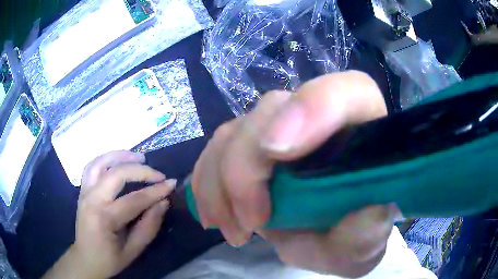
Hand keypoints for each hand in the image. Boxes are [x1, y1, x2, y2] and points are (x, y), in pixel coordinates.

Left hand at [43, 151, 175, 278]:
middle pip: (117, 174)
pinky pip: (92, 167)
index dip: (156, 191)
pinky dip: (105, 159)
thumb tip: (163, 203)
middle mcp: (92, 199)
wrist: (86, 259)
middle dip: (141, 171)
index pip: (134, 199)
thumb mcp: (133, 250)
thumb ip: (149, 227)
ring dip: (120, 156)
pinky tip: (117, 161)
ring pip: (101, 163)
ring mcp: (84, 192)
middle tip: (159, 175)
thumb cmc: (110, 259)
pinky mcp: (82, 190)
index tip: (172, 184)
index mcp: (104, 218)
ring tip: (139, 157)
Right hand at [192, 71, 399, 276]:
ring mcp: (282, 129)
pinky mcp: (252, 145)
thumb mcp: (365, 243)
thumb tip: (356, 209)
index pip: (346, 92)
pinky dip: (207, 183)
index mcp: (364, 130)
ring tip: (236, 231)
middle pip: (272, 109)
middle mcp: (321, 118)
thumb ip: (367, 230)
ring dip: (220, 184)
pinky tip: (216, 215)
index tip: (278, 152)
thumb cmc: (355, 236)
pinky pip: (216, 150)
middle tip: (252, 223)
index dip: (312, 107)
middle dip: (247, 168)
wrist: (330, 239)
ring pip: (234, 131)